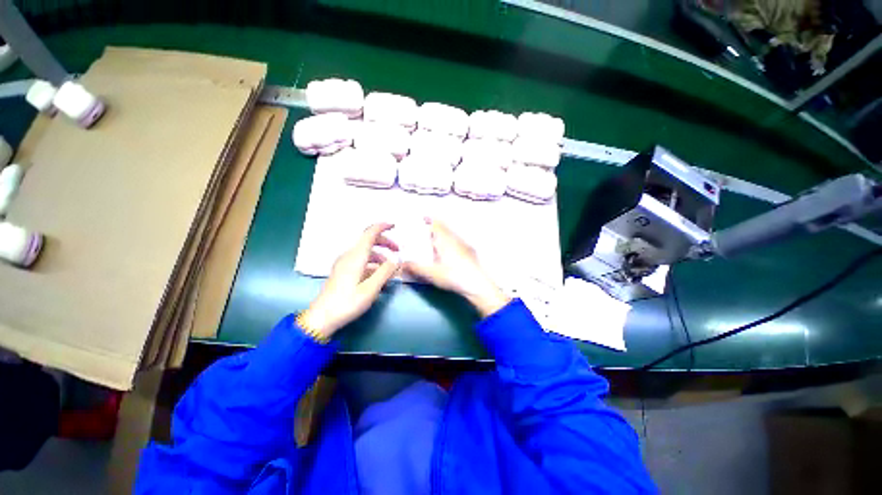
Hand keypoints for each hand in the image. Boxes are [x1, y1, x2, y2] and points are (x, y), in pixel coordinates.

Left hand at [300, 223, 400, 338]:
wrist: (322, 318)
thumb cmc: (347, 303)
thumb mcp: (371, 289)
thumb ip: (385, 272)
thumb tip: (396, 260)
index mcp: (356, 257)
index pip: (369, 233)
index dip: (382, 227)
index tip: (394, 225)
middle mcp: (349, 256)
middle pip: (368, 241)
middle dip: (385, 243)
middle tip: (398, 252)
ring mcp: (344, 263)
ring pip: (365, 252)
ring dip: (380, 256)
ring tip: (390, 269)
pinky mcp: (343, 271)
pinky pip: (361, 261)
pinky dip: (372, 263)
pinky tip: (378, 276)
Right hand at [403, 218, 509, 316]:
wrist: (478, 285)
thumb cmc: (453, 276)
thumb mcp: (432, 273)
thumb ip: (416, 267)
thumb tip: (402, 263)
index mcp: (445, 240)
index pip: (436, 224)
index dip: (429, 219)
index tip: (422, 218)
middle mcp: (455, 239)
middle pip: (444, 228)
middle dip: (435, 228)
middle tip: (425, 234)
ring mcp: (465, 245)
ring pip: (452, 235)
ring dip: (443, 236)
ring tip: (435, 244)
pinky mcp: (471, 253)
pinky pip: (458, 242)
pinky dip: (450, 243)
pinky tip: (449, 255)